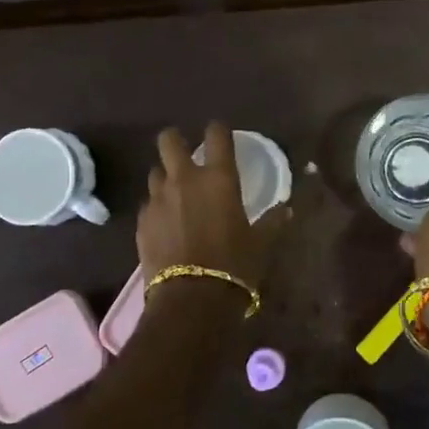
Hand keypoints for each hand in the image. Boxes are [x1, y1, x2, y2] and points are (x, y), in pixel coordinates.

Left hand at [137, 123, 291, 286]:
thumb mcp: (260, 243)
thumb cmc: (235, 266)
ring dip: (165, 177)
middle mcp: (184, 180)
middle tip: (184, 152)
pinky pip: (148, 204)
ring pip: (155, 172)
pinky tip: (165, 224)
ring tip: (175, 193)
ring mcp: (158, 199)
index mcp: (218, 178)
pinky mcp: (142, 222)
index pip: (216, 135)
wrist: (191, 299)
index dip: (218, 130)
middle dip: (175, 140)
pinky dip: (157, 208)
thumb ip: (272, 222)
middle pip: (168, 141)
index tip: (220, 133)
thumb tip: (286, 209)